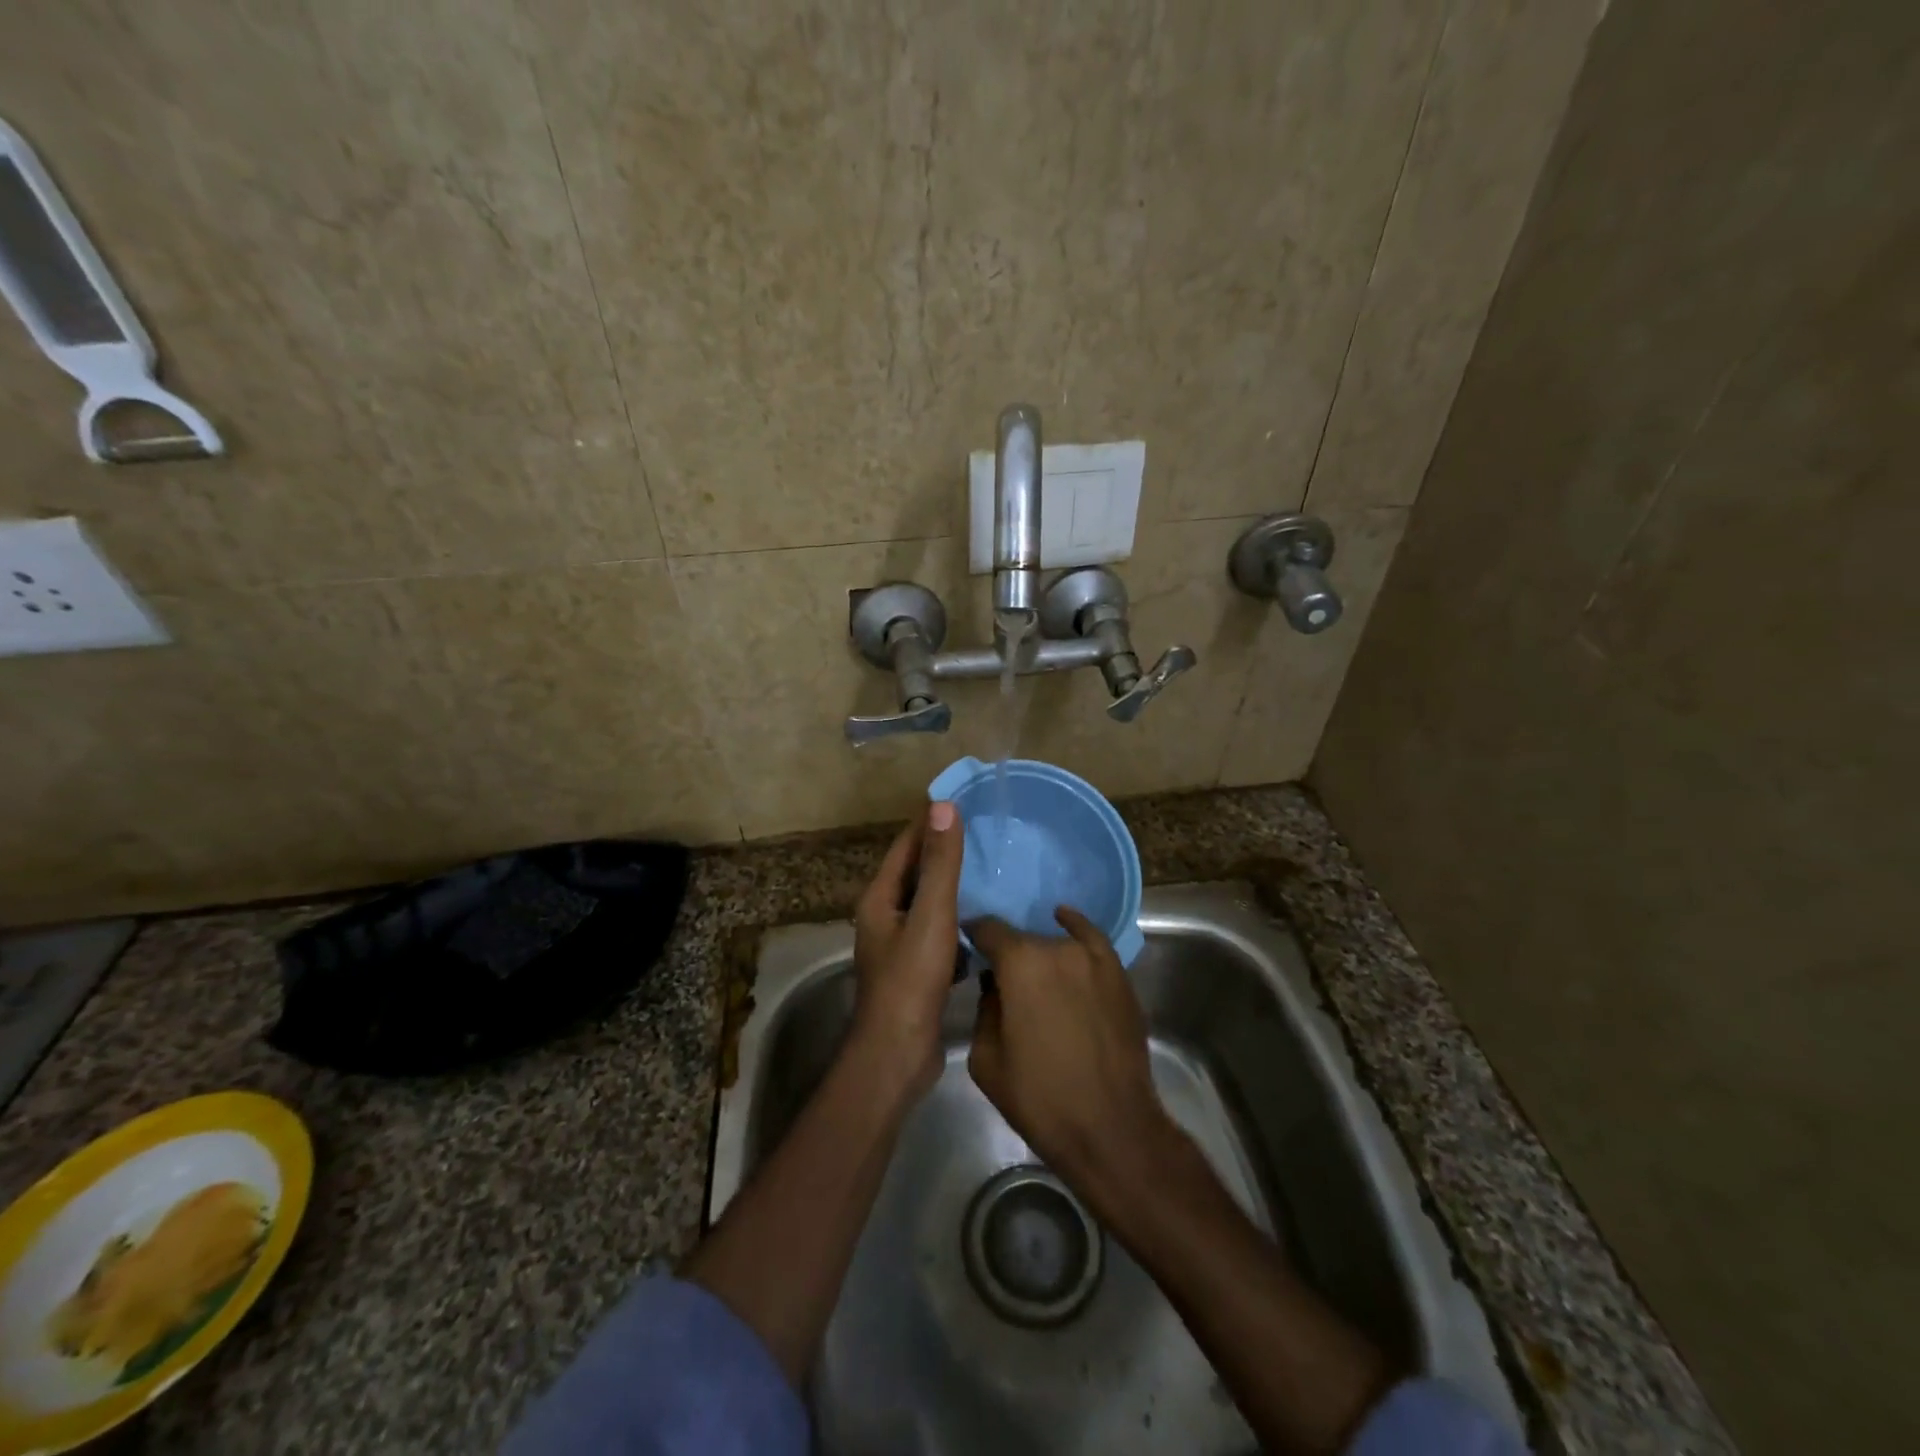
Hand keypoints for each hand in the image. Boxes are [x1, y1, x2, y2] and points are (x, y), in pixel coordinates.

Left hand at [849, 801, 964, 1097]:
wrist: (898, 1055)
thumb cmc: (911, 980)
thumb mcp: (930, 916)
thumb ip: (940, 864)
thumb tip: (943, 807)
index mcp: (880, 899)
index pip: (905, 846)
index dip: (929, 823)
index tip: (962, 802)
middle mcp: (884, 917)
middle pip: (916, 874)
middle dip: (945, 854)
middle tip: (986, 836)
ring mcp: (899, 946)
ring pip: (929, 906)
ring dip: (955, 890)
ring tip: (993, 874)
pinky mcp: (916, 971)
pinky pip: (940, 935)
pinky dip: (959, 924)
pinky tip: (985, 924)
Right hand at [968, 908, 1178, 1206]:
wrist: (1111, 1128)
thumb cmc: (1040, 1098)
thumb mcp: (986, 1060)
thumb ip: (984, 1009)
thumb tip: (994, 986)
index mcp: (1019, 964)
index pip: (987, 929)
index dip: (973, 935)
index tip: (967, 948)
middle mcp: (1056, 948)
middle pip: (1022, 939)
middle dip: (1008, 956)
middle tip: (1002, 981)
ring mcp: (1093, 958)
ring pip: (1055, 943)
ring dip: (1041, 956)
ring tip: (1035, 978)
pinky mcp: (1118, 973)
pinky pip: (1091, 938)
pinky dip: (1075, 927)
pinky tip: (1064, 921)